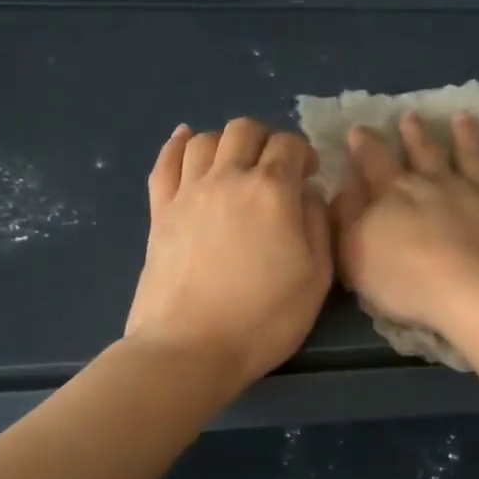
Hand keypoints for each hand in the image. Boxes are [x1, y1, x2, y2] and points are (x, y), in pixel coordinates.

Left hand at [125, 119, 332, 388]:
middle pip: (244, 130)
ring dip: (227, 143)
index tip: (309, 175)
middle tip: (275, 168)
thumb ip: (318, 225)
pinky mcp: (159, 212)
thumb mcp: (317, 277)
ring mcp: (187, 192)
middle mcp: (227, 178)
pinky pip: (165, 162)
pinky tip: (186, 140)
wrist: (190, 348)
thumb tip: (308, 194)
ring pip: (205, 139)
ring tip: (237, 165)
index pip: (289, 145)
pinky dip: (177, 145)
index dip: (304, 152)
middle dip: (267, 140)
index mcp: (271, 191)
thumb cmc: (264, 318)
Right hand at [331, 111, 478, 336]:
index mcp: (395, 193)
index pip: (374, 161)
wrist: (476, 296)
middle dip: (415, 134)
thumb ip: (348, 218)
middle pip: (424, 152)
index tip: (359, 129)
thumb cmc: (407, 281)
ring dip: (466, 136)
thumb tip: (347, 187)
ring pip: (471, 157)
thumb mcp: (356, 255)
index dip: (365, 145)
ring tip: (464, 118)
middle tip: (411, 116)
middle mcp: (437, 184)